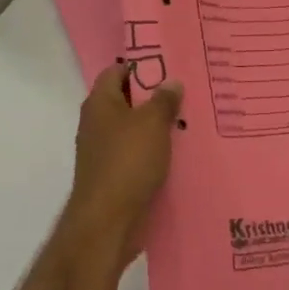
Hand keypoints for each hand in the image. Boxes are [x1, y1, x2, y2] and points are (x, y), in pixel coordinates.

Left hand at [63, 62, 182, 276]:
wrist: (107, 223)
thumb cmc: (127, 162)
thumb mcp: (152, 124)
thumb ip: (163, 100)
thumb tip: (171, 81)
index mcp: (100, 103)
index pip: (117, 71)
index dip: (142, 66)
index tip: (170, 66)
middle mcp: (97, 124)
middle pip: (128, 101)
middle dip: (156, 97)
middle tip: (188, 93)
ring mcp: (104, 152)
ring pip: (135, 130)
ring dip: (158, 127)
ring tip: (191, 121)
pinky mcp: (115, 176)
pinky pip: (138, 155)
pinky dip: (156, 152)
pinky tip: (181, 153)